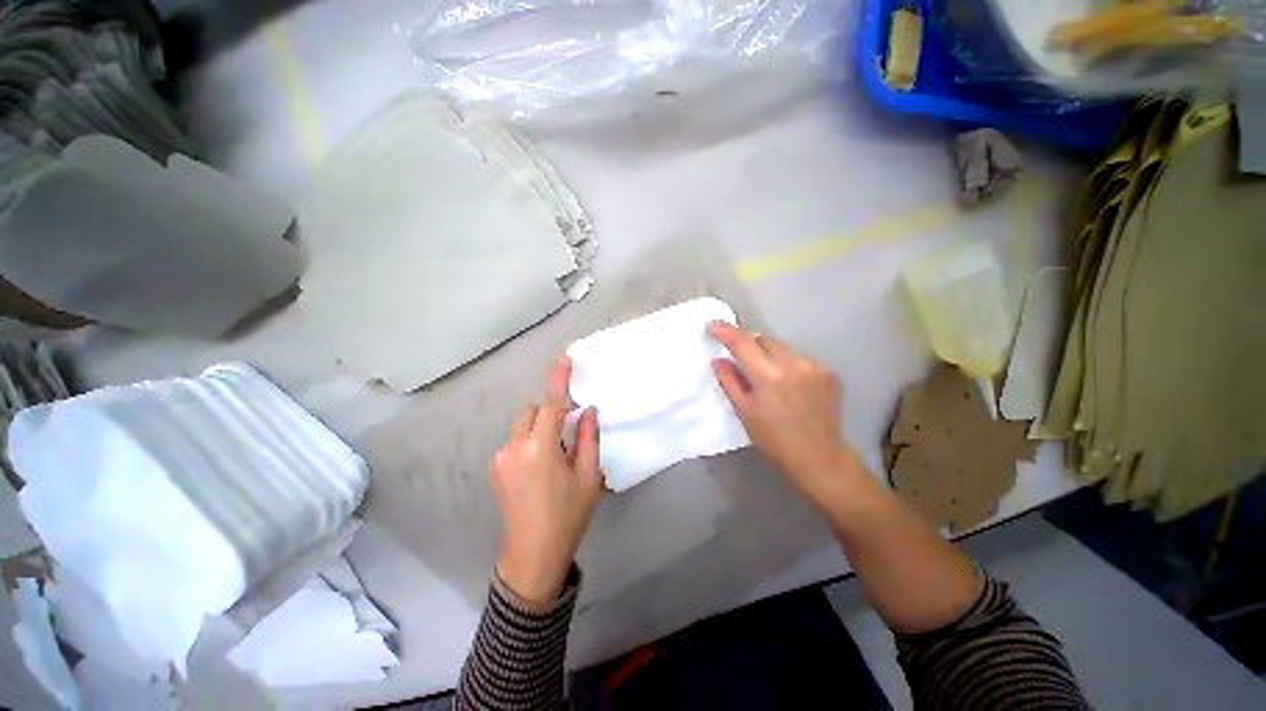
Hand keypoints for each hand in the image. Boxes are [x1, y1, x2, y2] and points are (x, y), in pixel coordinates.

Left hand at [492, 356, 601, 604]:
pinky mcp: (495, 468)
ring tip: (554, 458)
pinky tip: (540, 469)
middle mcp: (515, 446)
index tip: (564, 359)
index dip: (558, 381)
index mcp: (541, 448)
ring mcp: (501, 457)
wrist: (533, 555)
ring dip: (540, 429)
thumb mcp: (588, 477)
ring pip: (523, 426)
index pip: (551, 405)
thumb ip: (589, 438)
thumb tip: (588, 411)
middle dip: (551, 414)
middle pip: (533, 411)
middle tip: (568, 436)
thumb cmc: (568, 515)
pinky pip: (516, 441)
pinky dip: (530, 442)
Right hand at [707, 322, 859, 508]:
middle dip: (750, 345)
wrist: (818, 457)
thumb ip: (729, 381)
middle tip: (742, 360)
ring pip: (783, 348)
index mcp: (768, 377)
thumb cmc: (774, 439)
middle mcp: (793, 364)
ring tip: (769, 378)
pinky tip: (789, 385)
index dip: (725, 331)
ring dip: (770, 355)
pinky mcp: (828, 372)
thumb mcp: (744, 412)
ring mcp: (814, 366)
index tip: (712, 325)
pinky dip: (788, 364)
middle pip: (764, 339)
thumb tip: (718, 360)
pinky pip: (799, 358)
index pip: (742, 343)